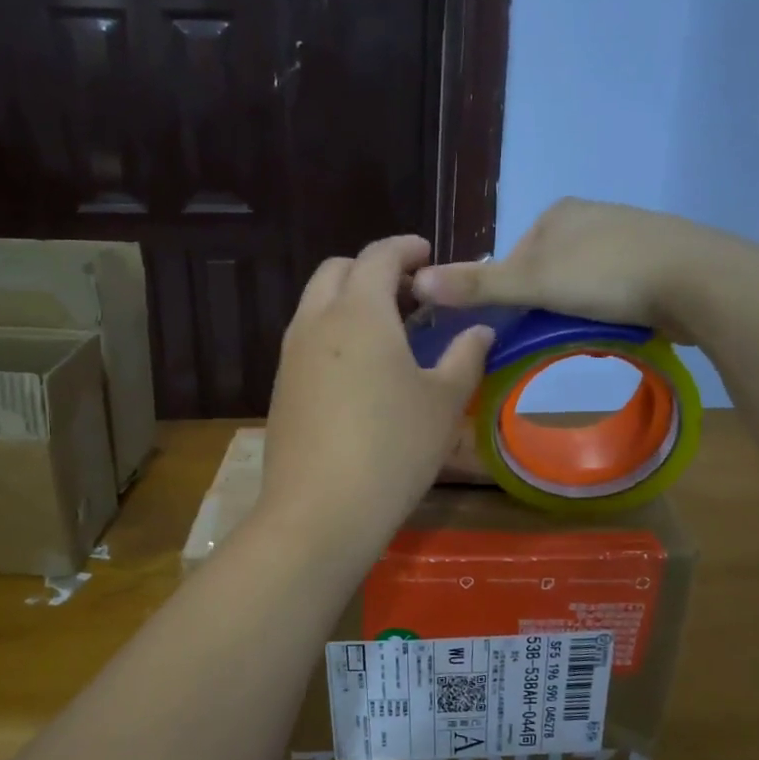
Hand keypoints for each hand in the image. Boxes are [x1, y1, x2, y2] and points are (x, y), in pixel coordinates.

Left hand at [259, 237, 493, 555]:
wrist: (320, 511)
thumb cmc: (393, 449)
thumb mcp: (443, 402)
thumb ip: (465, 357)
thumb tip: (479, 332)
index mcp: (359, 311)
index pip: (379, 256)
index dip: (405, 248)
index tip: (427, 255)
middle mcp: (316, 322)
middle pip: (337, 271)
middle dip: (372, 269)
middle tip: (408, 294)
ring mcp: (290, 355)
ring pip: (316, 305)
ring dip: (348, 300)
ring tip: (385, 330)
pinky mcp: (280, 387)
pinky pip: (305, 339)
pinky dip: (332, 333)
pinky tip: (358, 370)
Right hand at [411, 198, 703, 342]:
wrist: (696, 279)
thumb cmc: (606, 275)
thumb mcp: (532, 282)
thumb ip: (477, 285)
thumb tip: (415, 281)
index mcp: (558, 213)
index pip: (513, 258)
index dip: (510, 295)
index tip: (520, 326)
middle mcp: (591, 216)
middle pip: (548, 271)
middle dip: (546, 304)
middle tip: (554, 334)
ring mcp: (629, 235)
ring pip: (582, 282)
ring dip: (578, 309)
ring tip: (587, 333)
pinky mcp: (658, 259)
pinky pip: (616, 289)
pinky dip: (610, 308)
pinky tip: (618, 325)